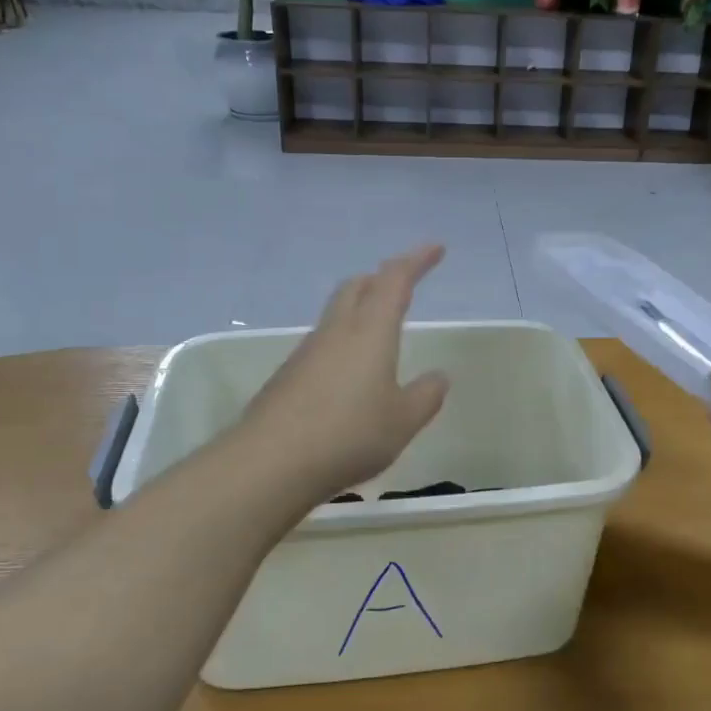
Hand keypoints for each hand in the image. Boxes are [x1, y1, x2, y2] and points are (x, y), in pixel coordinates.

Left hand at [236, 244, 450, 501]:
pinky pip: (323, 343)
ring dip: (360, 308)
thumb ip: (425, 396)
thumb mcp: (403, 421)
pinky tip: (349, 373)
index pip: (395, 280)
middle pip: (357, 287)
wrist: (271, 462)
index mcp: (370, 331)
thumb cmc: (349, 434)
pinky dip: (343, 341)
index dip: (417, 261)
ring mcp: (307, 352)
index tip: (436, 248)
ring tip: (379, 329)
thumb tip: (439, 376)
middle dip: (381, 278)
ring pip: (337, 313)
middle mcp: (336, 331)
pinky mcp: (288, 375)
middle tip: (402, 283)